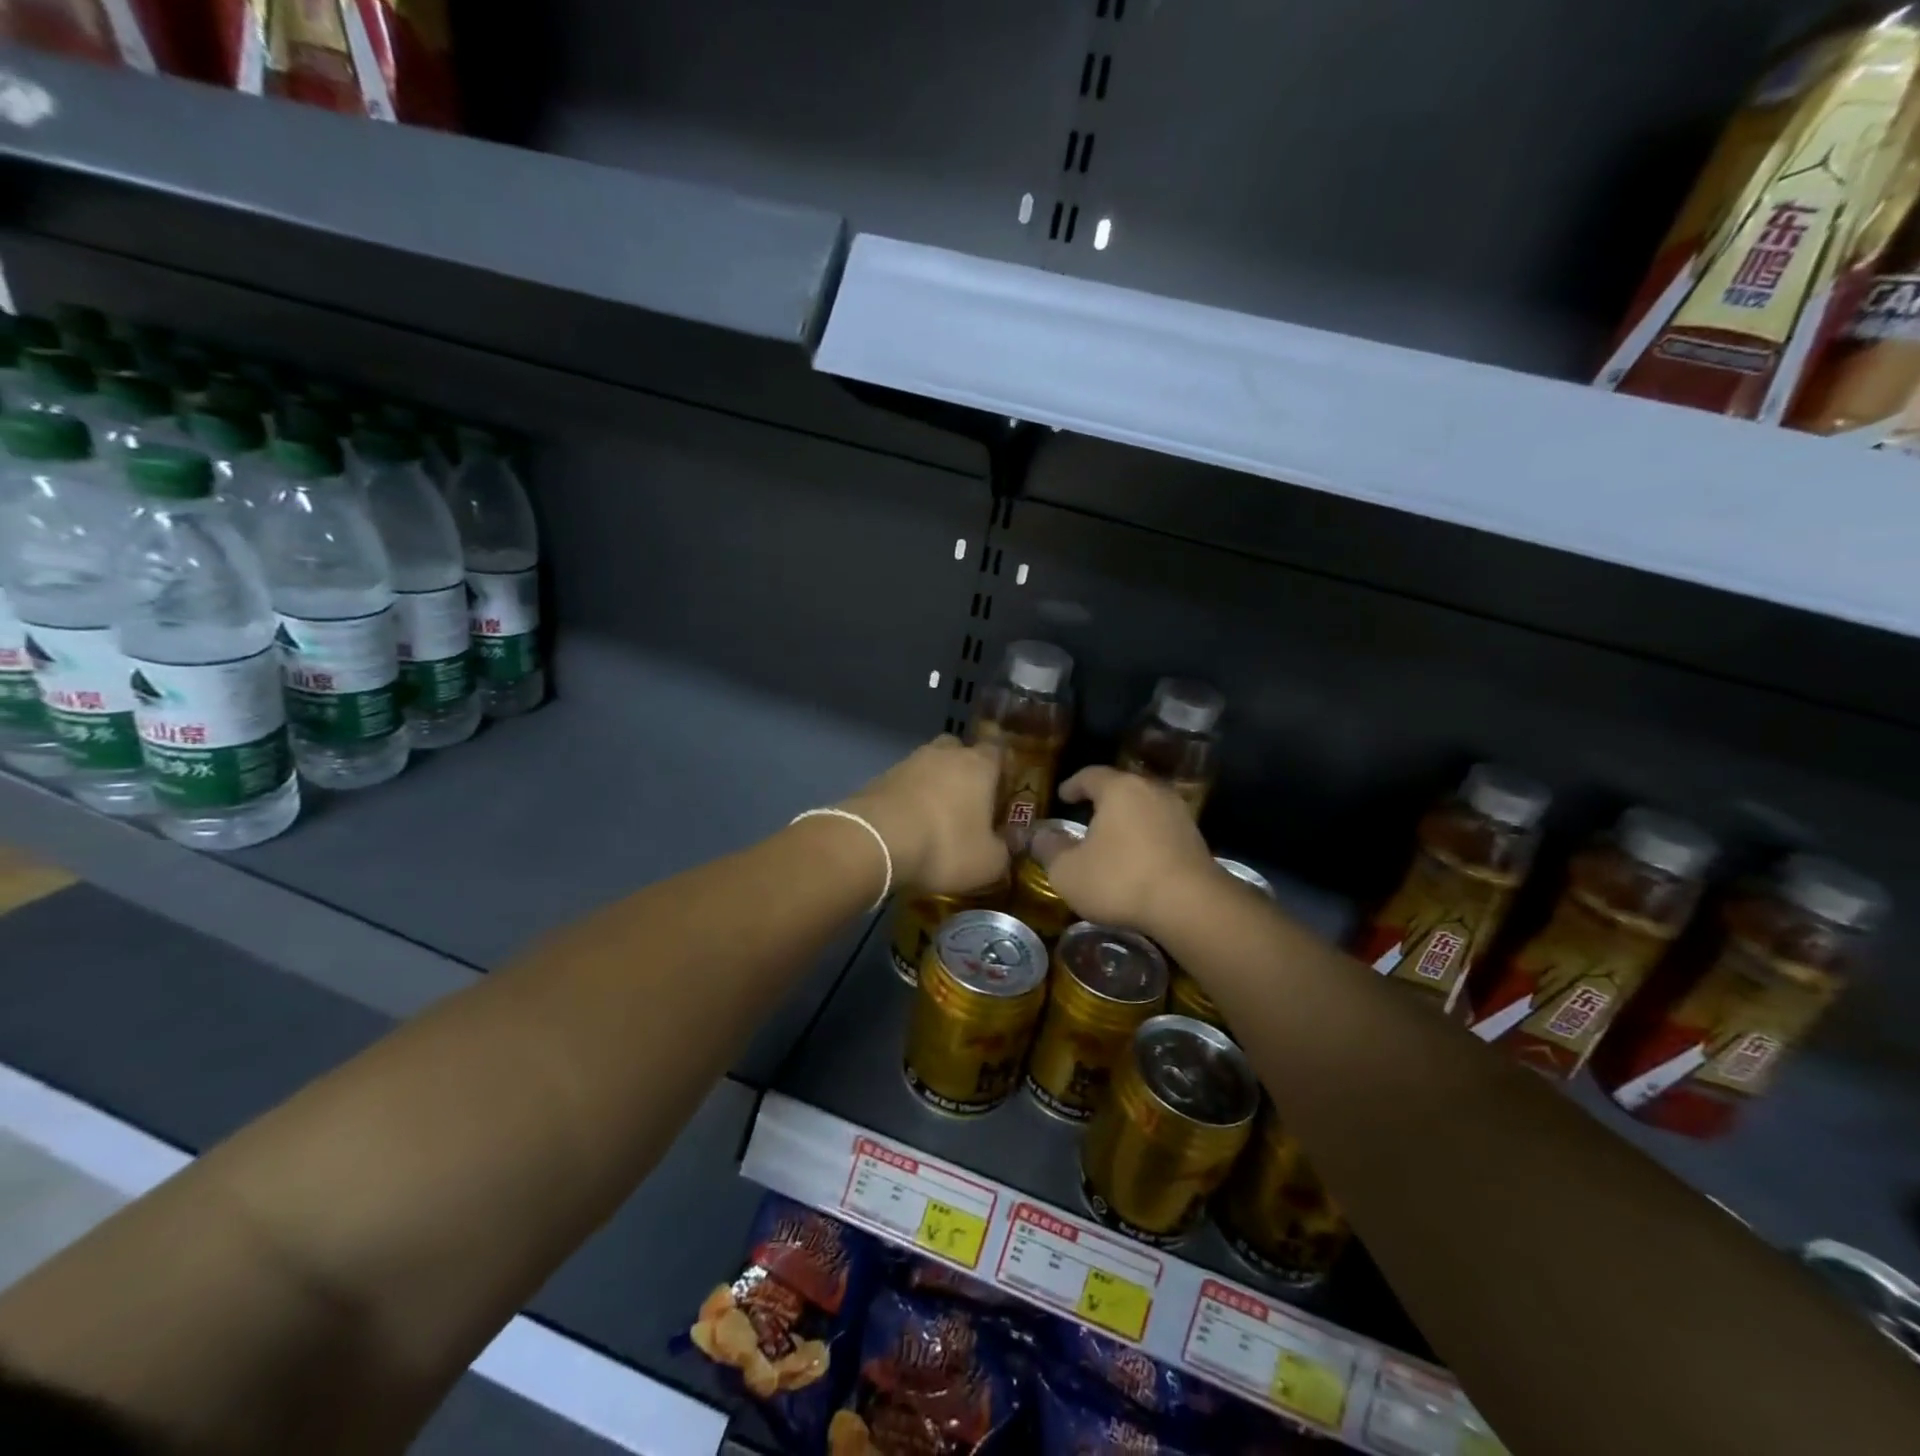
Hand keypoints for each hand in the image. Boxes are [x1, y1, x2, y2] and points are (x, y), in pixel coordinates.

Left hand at [841, 736, 1007, 893]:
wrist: (876, 841)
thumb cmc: (945, 846)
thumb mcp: (988, 862)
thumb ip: (1004, 851)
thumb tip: (1007, 844)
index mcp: (979, 765)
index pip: (998, 751)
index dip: (1002, 769)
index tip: (1002, 792)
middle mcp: (945, 754)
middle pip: (960, 750)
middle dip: (964, 770)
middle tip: (967, 801)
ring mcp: (909, 762)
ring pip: (929, 765)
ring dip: (934, 784)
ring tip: (934, 817)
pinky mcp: (880, 777)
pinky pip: (904, 783)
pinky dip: (908, 798)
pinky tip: (908, 824)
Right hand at [1040, 767, 1217, 936]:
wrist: (1190, 905)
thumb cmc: (1120, 879)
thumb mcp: (1069, 871)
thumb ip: (1049, 849)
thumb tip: (1037, 836)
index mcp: (1118, 789)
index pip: (1090, 775)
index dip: (1073, 785)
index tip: (1062, 796)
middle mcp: (1151, 790)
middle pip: (1121, 787)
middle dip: (1102, 799)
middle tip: (1085, 813)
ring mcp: (1178, 812)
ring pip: (1144, 807)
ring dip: (1126, 818)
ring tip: (1111, 837)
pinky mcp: (1195, 837)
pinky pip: (1161, 828)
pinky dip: (1145, 836)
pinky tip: (1137, 857)